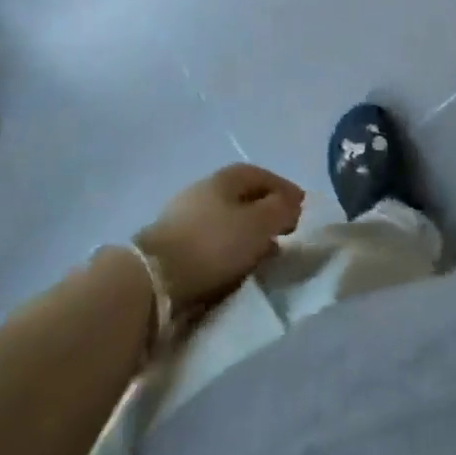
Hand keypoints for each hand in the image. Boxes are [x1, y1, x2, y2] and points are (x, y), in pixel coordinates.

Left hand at [134, 164, 305, 311]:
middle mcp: (203, 188)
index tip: (302, 212)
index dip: (286, 191)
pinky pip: (210, 240)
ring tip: (261, 255)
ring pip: (226, 220)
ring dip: (247, 233)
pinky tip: (233, 266)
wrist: (152, 279)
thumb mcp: (261, 223)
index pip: (264, 175)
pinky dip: (227, 248)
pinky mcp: (170, 244)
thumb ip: (282, 208)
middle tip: (284, 234)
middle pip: (244, 197)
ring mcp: (183, 215)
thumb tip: (291, 203)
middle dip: (266, 213)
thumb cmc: (215, 243)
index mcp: (226, 177)